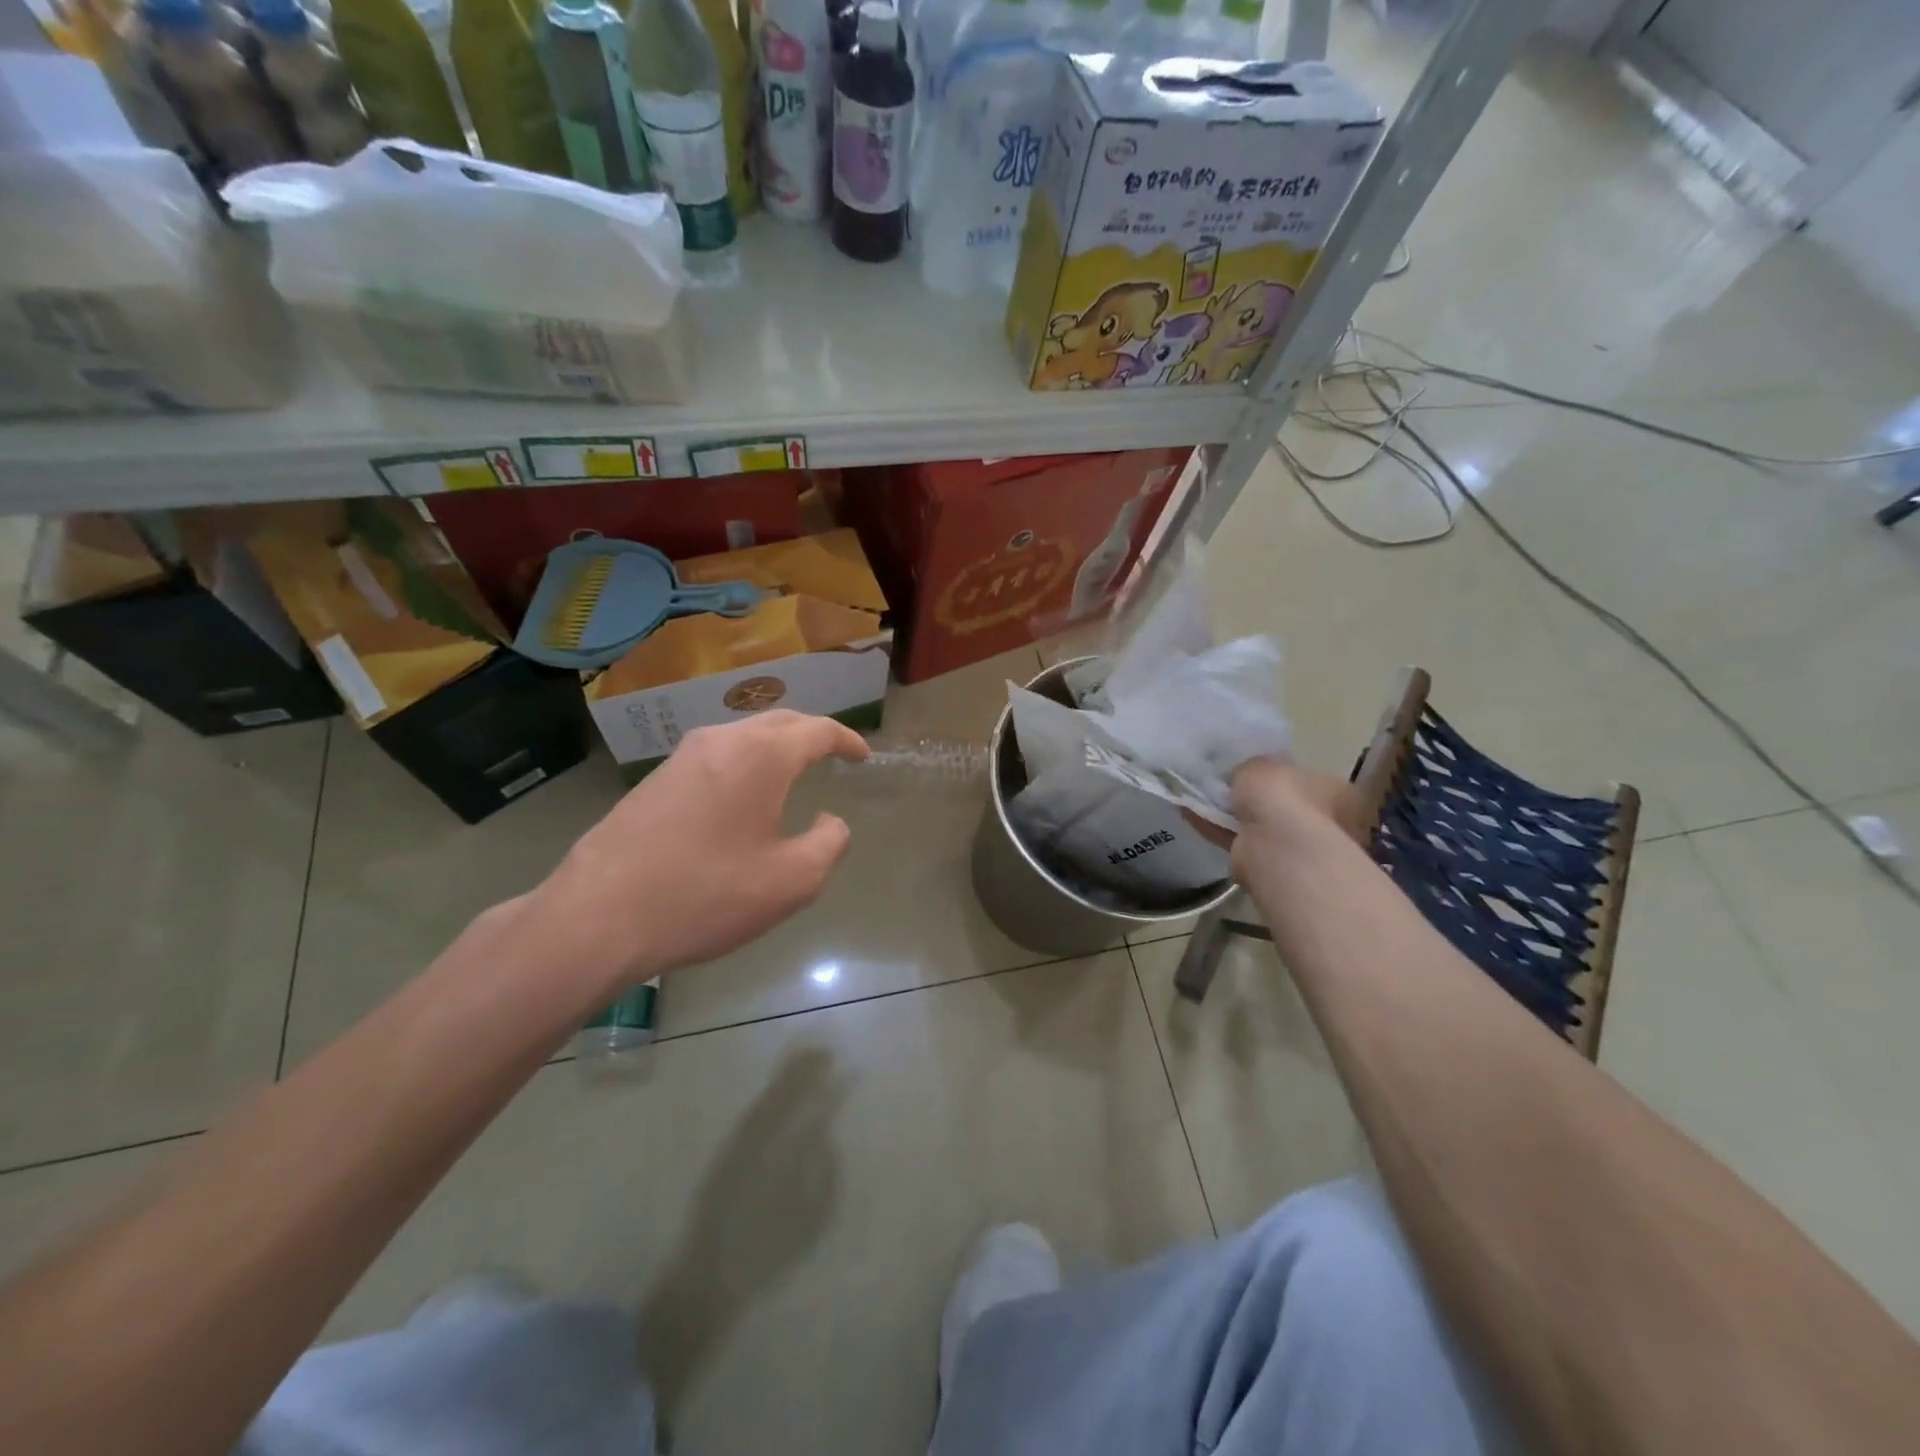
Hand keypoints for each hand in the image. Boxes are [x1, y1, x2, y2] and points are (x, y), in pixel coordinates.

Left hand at [537, 711, 868, 991]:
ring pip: (743, 734)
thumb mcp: (792, 880)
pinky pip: (716, 755)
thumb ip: (829, 843)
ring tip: (793, 769)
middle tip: (833, 753)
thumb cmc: (707, 894)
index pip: (817, 730)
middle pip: (780, 721)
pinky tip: (744, 793)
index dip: (847, 740)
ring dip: (775, 745)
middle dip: (812, 733)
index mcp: (762, 755)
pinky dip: (745, 761)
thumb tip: (830, 821)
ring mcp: (683, 756)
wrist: (599, 914)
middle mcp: (722, 740)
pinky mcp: (656, 778)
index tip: (864, 756)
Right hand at [1184, 758, 1368, 877]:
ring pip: (1255, 823)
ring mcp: (1295, 846)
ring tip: (1194, 795)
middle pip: (1279, 804)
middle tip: (1220, 783)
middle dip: (1251, 797)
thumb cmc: (1281, 796)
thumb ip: (1251, 767)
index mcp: (1334, 791)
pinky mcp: (1266, 864)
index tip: (1249, 769)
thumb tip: (1244, 775)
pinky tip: (1188, 812)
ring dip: (1228, 812)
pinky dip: (1213, 826)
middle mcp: (1323, 821)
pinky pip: (1236, 838)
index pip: (1303, 777)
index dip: (1275, 773)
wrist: (1276, 847)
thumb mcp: (1260, 765)